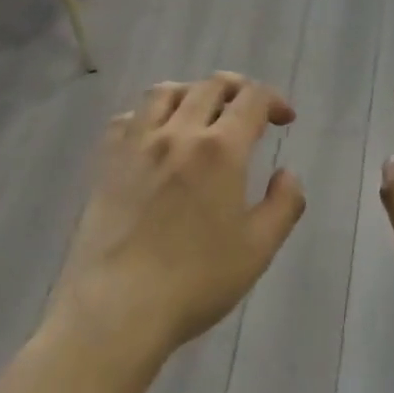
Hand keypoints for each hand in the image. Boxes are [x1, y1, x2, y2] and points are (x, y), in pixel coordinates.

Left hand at [52, 73, 306, 367]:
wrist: (118, 305)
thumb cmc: (196, 281)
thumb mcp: (258, 249)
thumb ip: (283, 204)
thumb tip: (287, 174)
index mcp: (220, 149)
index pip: (251, 99)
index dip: (274, 100)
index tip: (284, 119)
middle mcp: (177, 132)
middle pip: (208, 86)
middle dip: (237, 89)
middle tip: (249, 111)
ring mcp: (136, 145)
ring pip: (164, 92)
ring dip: (191, 93)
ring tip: (202, 113)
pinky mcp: (106, 162)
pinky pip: (128, 118)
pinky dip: (149, 115)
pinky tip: (155, 137)